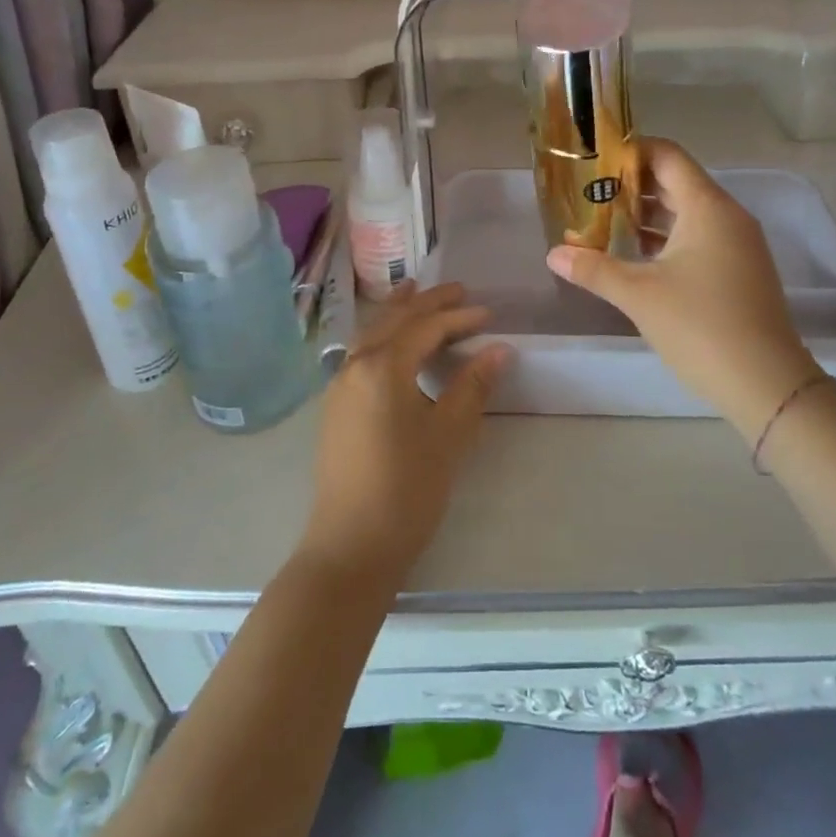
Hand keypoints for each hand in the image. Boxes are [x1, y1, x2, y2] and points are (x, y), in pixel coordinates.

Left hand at [299, 284, 512, 584]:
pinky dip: (383, 335)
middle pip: (394, 320)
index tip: (489, 314)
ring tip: (418, 294)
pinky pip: (362, 352)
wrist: (351, 546)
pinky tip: (394, 343)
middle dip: (427, 302)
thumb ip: (472, 386)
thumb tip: (499, 349)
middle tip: (458, 290)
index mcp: (383, 366)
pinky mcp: (336, 406)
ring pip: (373, 333)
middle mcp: (355, 365)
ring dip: (399, 313)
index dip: (459, 317)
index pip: (426, 327)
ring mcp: (340, 386)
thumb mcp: (449, 435)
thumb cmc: (407, 488)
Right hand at [547, 139, 823, 441]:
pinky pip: (699, 237)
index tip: (595, 159)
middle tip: (590, 193)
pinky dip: (667, 238)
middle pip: (676, 182)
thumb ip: (594, 269)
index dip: (631, 151)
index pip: (667, 155)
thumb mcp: (639, 295)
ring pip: (687, 212)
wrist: (767, 384)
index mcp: (707, 207)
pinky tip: (636, 256)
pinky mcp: (740, 269)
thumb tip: (553, 254)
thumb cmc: (700, 326)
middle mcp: (727, 215)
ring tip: (604, 222)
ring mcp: (738, 244)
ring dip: (648, 214)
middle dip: (632, 185)